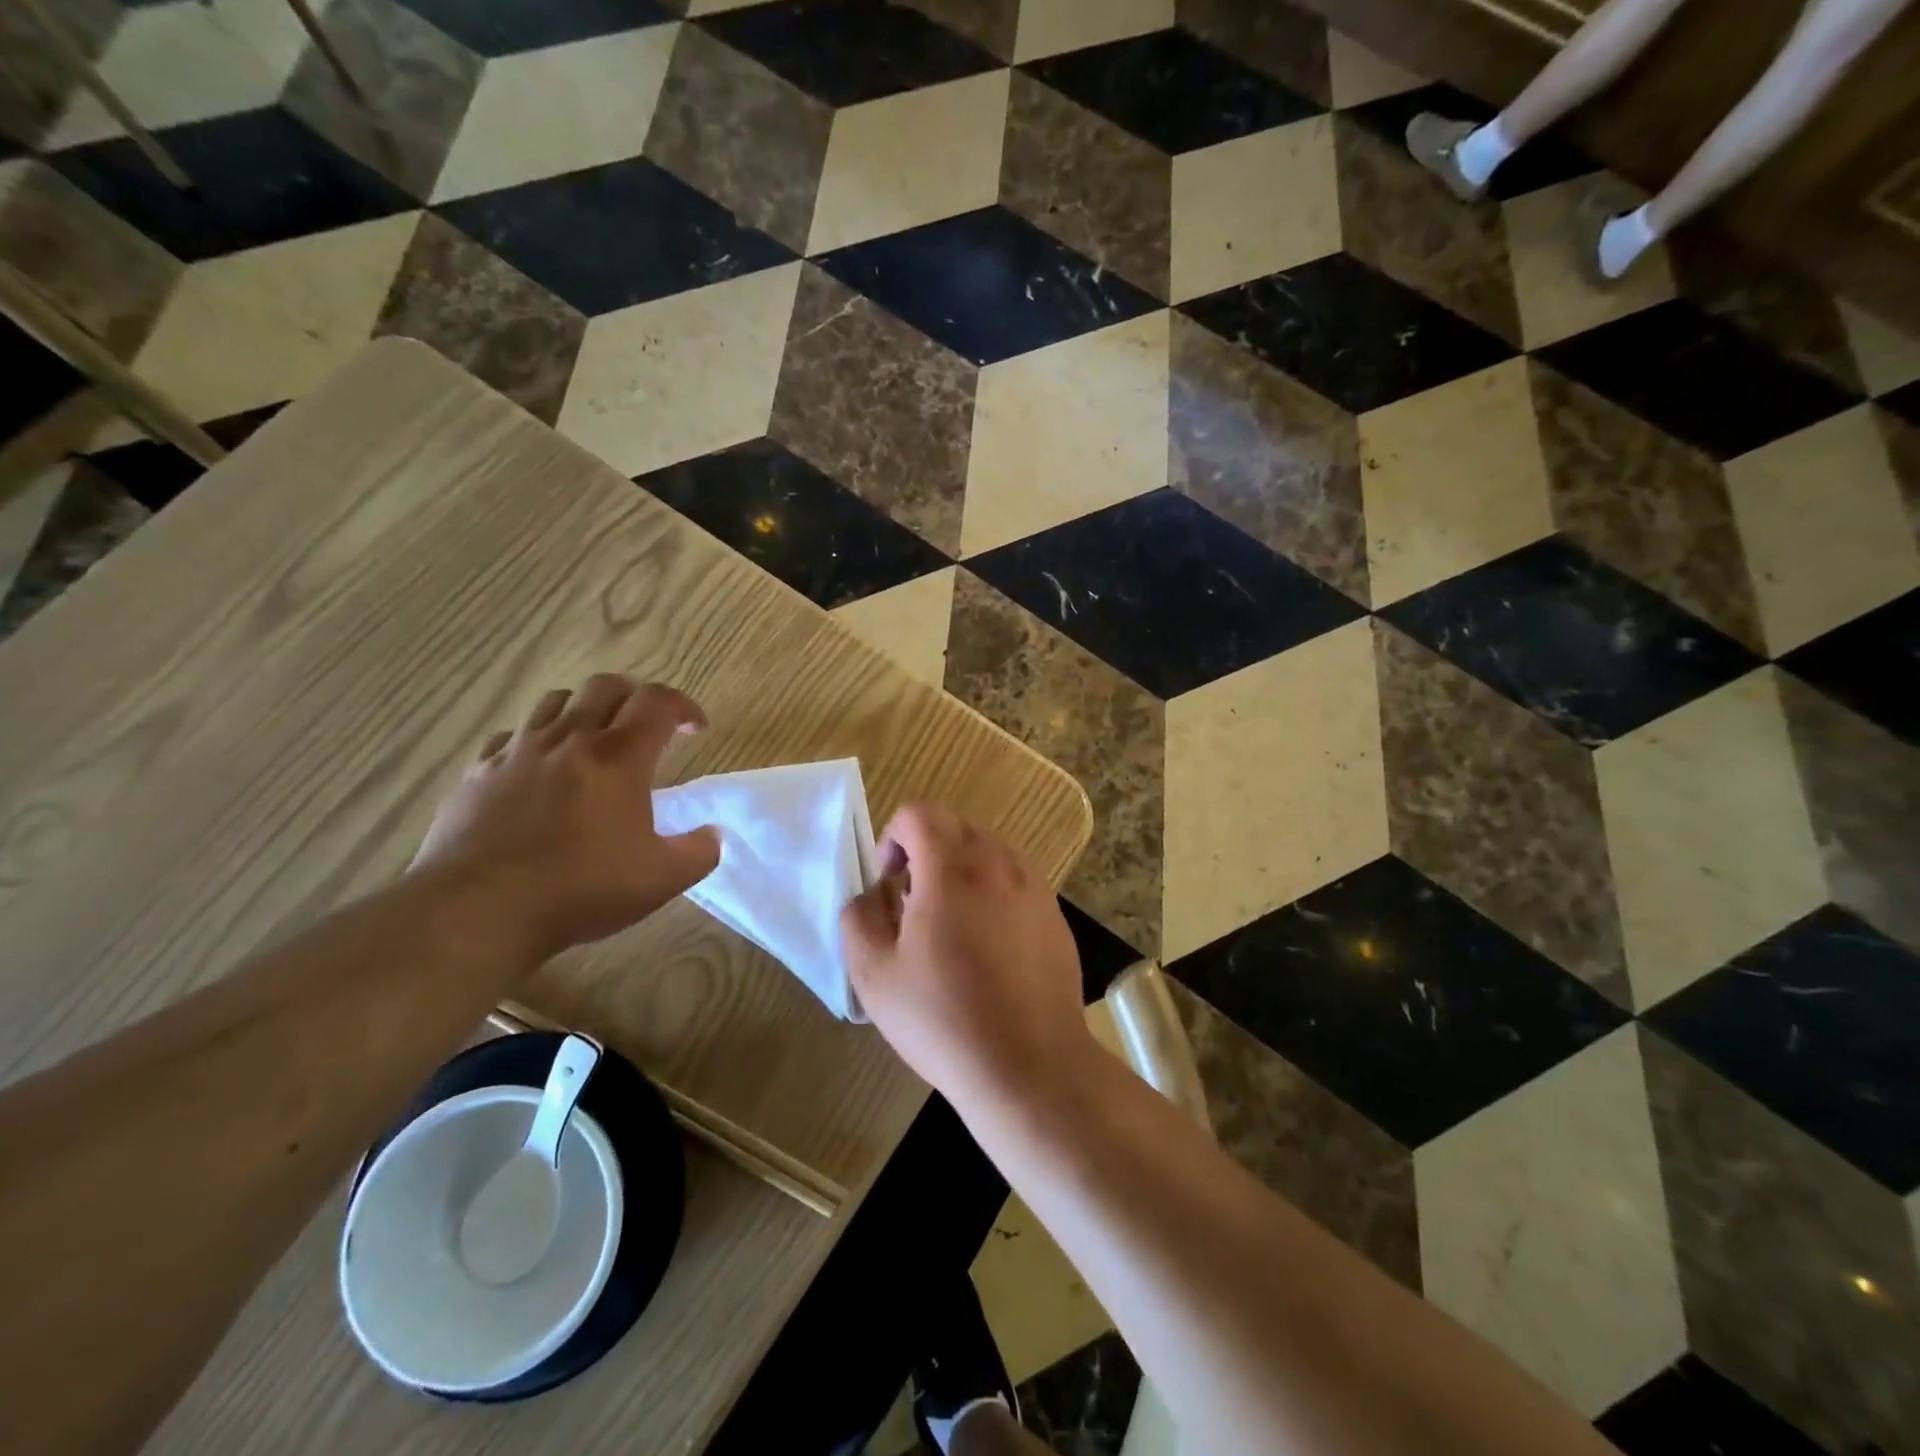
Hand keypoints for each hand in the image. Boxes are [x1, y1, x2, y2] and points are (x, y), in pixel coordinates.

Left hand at [412, 675, 719, 961]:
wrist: (476, 912)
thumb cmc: (579, 890)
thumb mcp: (661, 880)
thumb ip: (699, 852)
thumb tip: (712, 836)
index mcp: (618, 757)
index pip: (658, 702)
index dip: (684, 706)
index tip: (696, 728)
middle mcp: (569, 740)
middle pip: (605, 686)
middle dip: (635, 696)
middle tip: (648, 726)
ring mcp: (517, 753)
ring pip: (556, 701)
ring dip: (585, 710)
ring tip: (595, 740)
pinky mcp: (478, 773)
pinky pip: (511, 736)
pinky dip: (536, 741)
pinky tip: (540, 769)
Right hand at [841, 803, 1093, 1106]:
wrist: (1029, 1065)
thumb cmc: (943, 1019)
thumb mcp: (874, 974)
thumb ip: (858, 918)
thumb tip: (871, 895)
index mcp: (951, 869)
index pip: (920, 813)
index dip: (894, 836)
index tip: (890, 881)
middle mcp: (999, 864)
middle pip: (956, 825)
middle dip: (926, 850)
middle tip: (913, 903)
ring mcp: (1034, 887)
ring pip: (990, 849)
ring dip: (961, 868)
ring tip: (951, 923)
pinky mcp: (1055, 914)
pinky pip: (1017, 879)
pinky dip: (993, 890)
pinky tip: (989, 945)